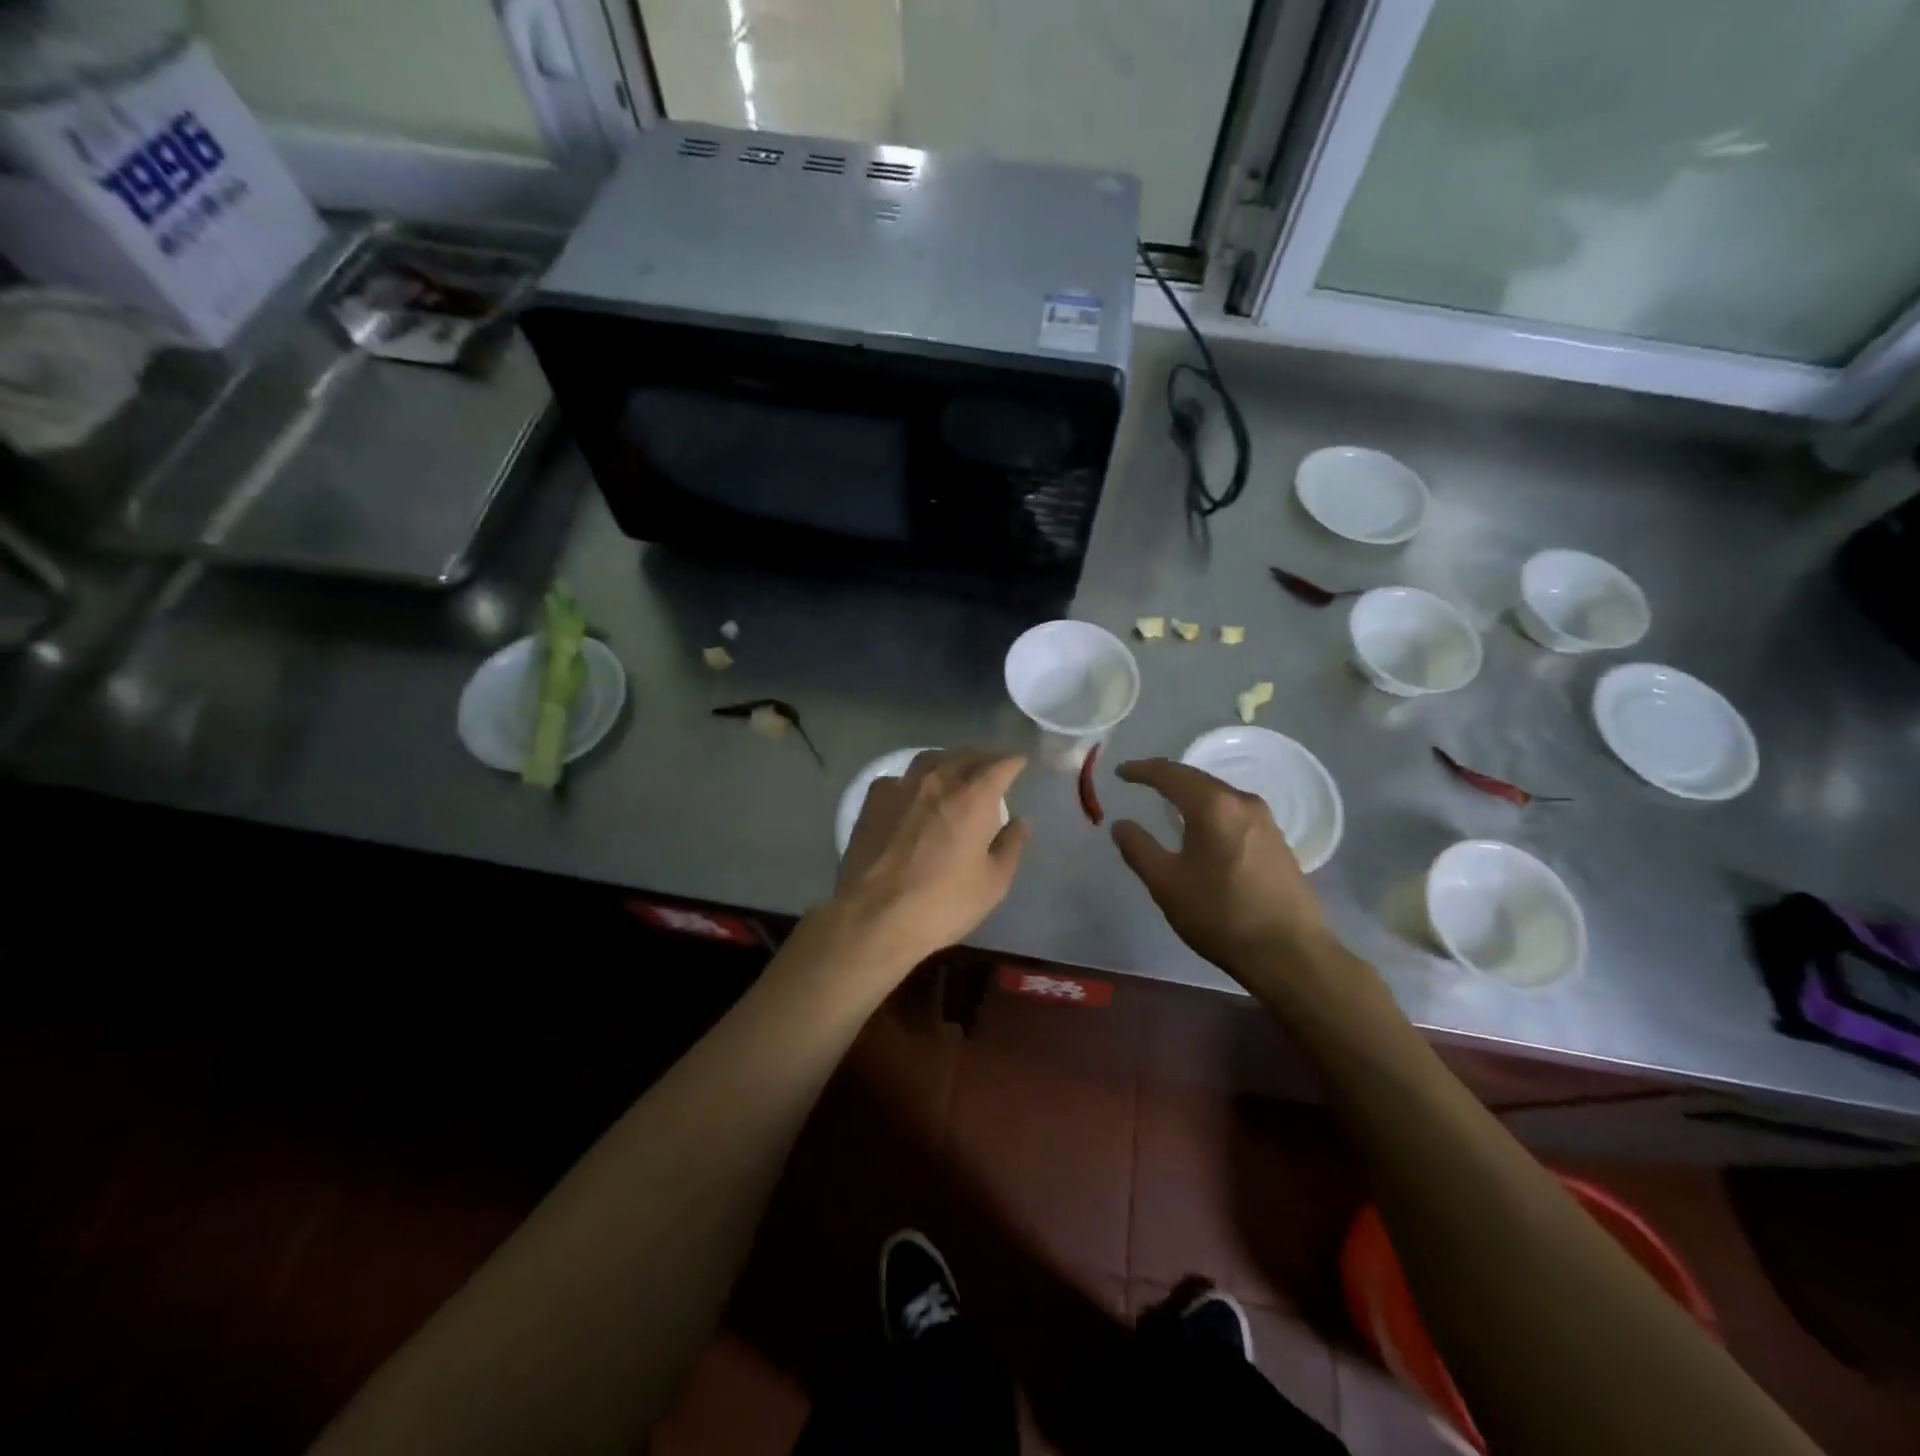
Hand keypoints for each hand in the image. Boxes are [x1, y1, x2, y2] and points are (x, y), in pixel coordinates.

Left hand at [835, 749, 1029, 965]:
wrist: (874, 917)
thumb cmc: (943, 904)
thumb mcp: (993, 883)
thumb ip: (1011, 846)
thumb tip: (1020, 821)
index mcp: (973, 798)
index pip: (1000, 765)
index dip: (1014, 761)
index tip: (1020, 762)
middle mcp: (938, 781)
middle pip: (965, 755)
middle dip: (983, 756)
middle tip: (993, 764)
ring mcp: (901, 787)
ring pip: (931, 759)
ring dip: (949, 760)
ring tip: (956, 768)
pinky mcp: (873, 800)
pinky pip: (900, 777)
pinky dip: (914, 778)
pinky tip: (914, 791)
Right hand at [1109, 758, 1329, 978]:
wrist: (1290, 953)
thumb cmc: (1220, 914)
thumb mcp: (1166, 884)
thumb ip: (1139, 849)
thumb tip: (1121, 825)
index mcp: (1213, 805)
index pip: (1170, 774)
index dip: (1142, 770)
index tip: (1120, 772)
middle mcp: (1243, 802)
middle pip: (1198, 779)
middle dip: (1167, 778)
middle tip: (1141, 781)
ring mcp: (1266, 821)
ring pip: (1219, 796)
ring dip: (1191, 794)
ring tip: (1169, 803)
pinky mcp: (1278, 842)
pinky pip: (1235, 813)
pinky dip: (1211, 812)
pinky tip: (1204, 829)